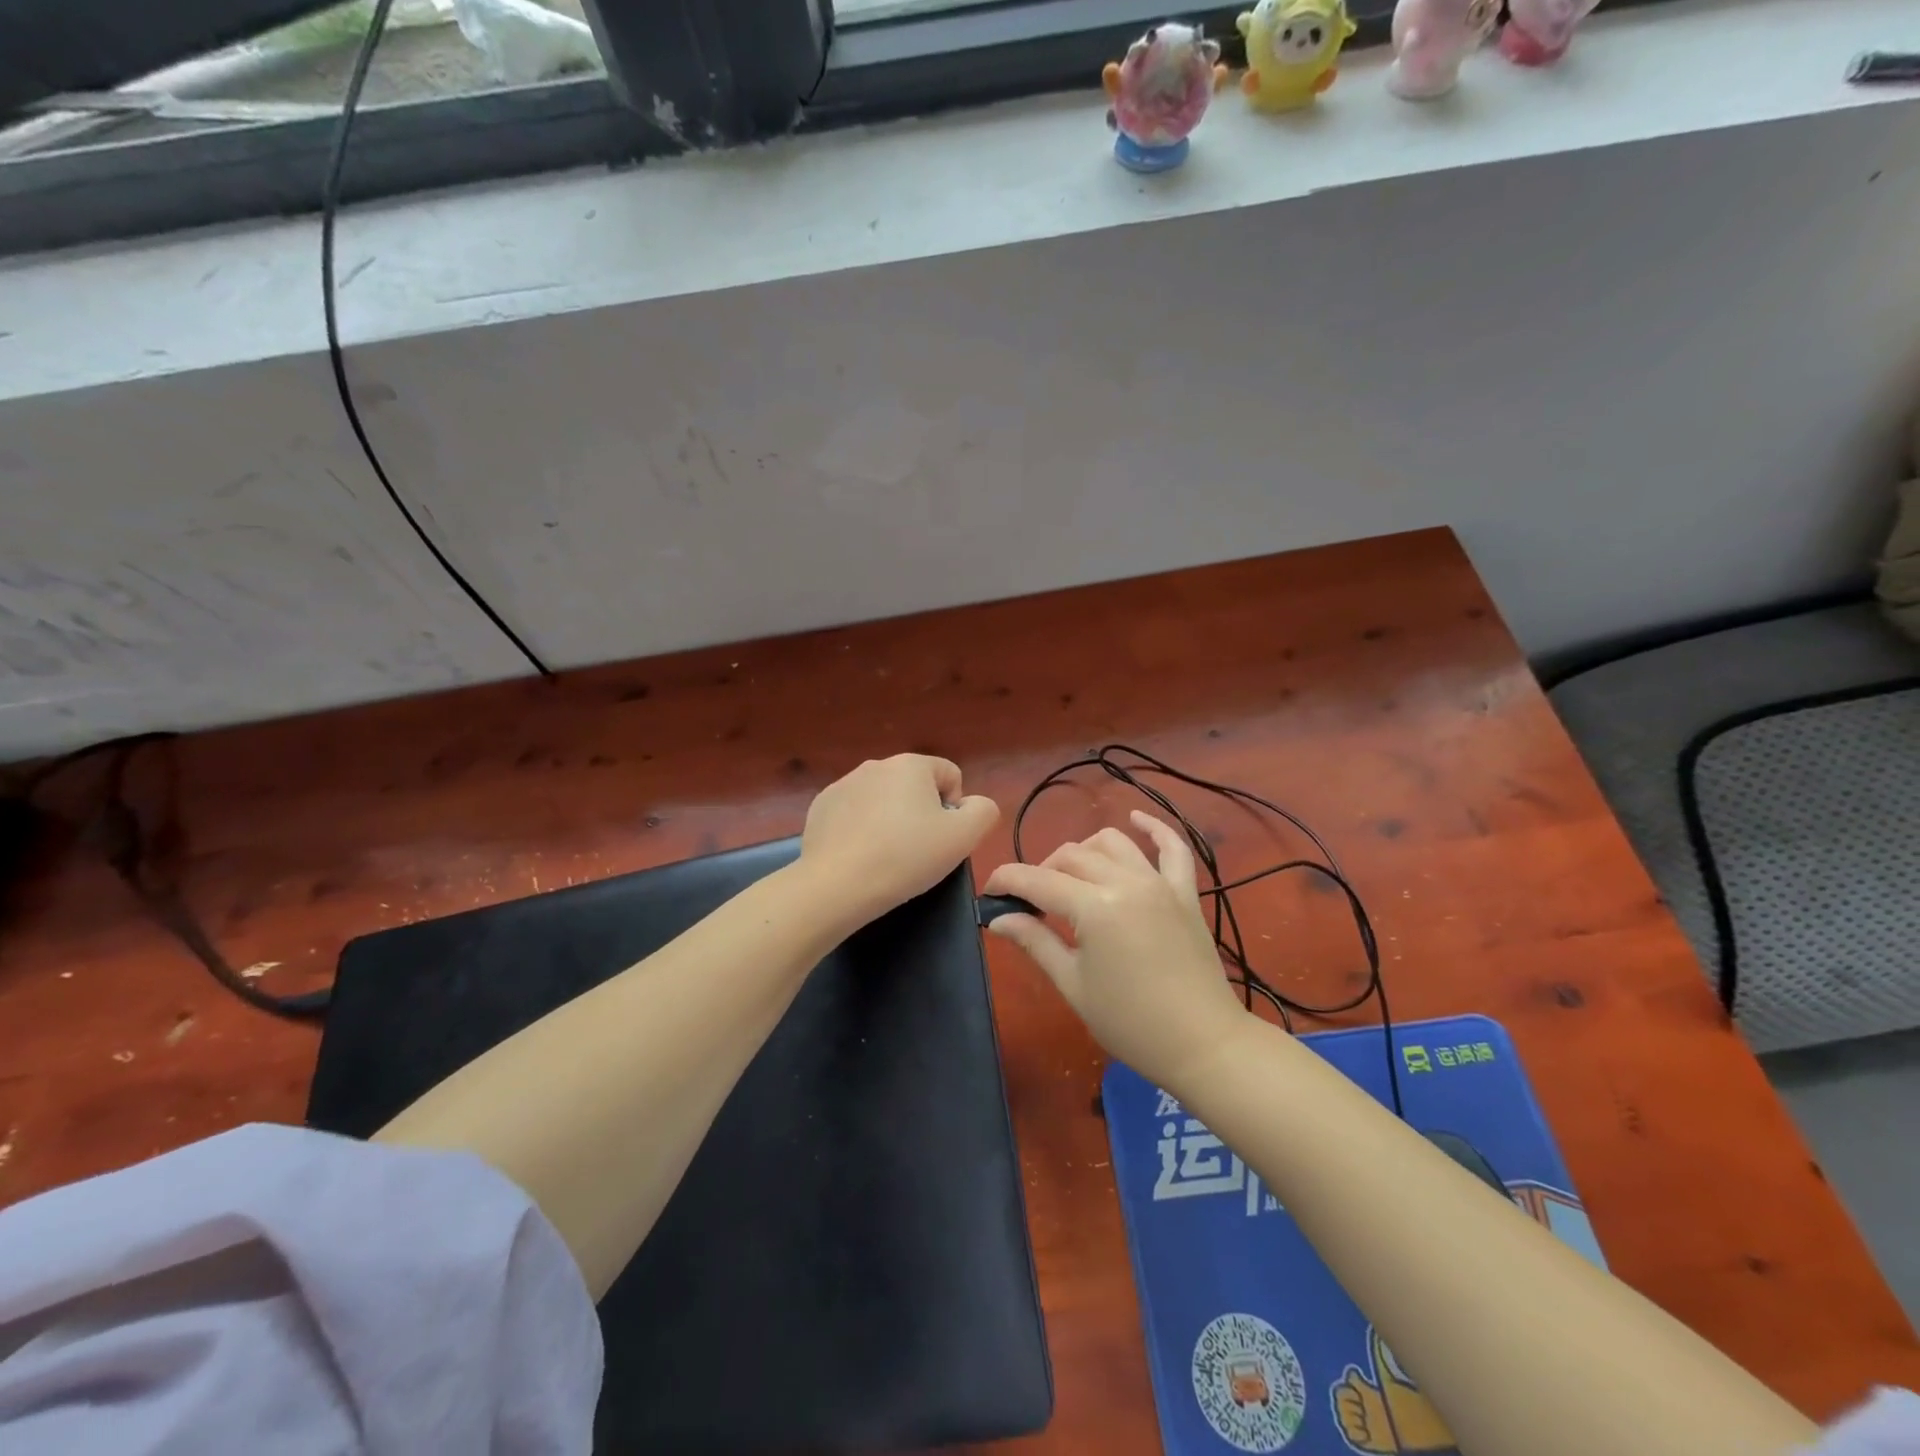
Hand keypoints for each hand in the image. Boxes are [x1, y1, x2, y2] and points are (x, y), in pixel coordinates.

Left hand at [801, 755, 998, 930]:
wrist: (836, 885)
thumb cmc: (906, 857)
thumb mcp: (963, 837)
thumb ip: (983, 812)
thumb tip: (973, 804)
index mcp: (911, 764)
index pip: (950, 775)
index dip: (955, 808)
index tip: (942, 839)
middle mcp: (875, 765)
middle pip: (915, 786)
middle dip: (921, 813)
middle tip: (917, 851)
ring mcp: (843, 784)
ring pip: (883, 799)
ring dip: (891, 820)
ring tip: (886, 856)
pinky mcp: (821, 807)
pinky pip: (854, 813)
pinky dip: (861, 829)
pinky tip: (859, 856)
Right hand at [983, 811, 1249, 1092]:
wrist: (1204, 1045)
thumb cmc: (1131, 1023)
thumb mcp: (1074, 985)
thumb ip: (1036, 942)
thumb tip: (998, 919)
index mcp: (1095, 908)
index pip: (1038, 880)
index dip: (1007, 880)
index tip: (989, 891)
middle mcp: (1126, 882)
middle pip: (1071, 857)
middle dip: (1041, 871)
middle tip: (1030, 903)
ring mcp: (1159, 883)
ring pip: (1111, 843)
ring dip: (1083, 852)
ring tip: (1070, 877)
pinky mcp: (1184, 892)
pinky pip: (1173, 848)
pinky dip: (1154, 828)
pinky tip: (1135, 818)